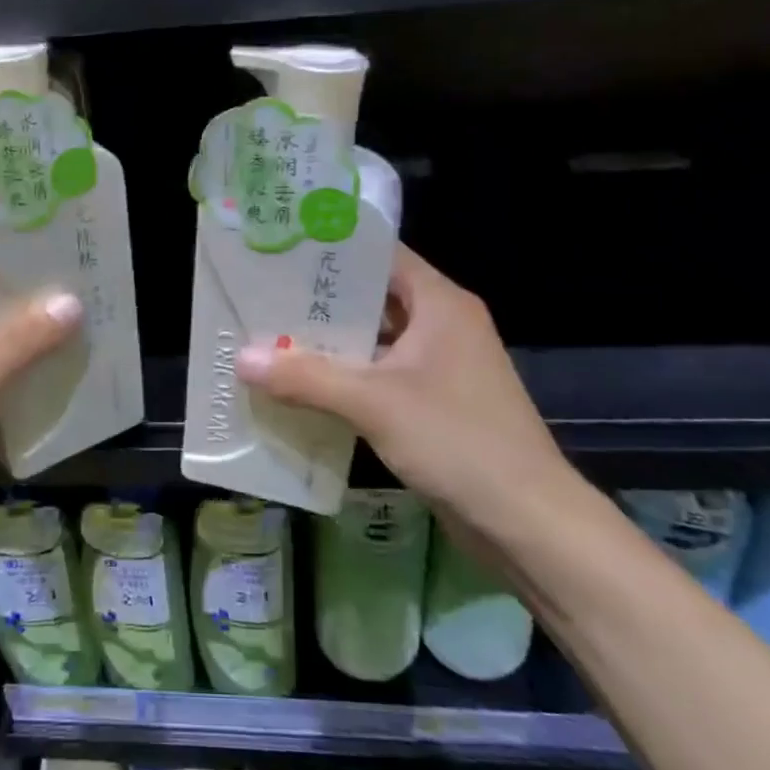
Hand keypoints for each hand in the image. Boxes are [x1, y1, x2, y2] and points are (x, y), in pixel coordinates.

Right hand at [236, 244, 579, 524]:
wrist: (527, 521)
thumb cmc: (458, 441)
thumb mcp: (374, 404)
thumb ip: (306, 378)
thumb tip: (242, 358)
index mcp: (439, 303)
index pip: (380, 255)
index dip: (332, 249)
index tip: (280, 248)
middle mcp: (441, 325)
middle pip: (371, 298)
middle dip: (318, 302)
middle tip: (260, 296)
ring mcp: (439, 366)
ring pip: (373, 342)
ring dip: (328, 345)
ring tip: (268, 338)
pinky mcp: (433, 403)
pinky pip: (379, 377)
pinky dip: (344, 379)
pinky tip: (300, 388)